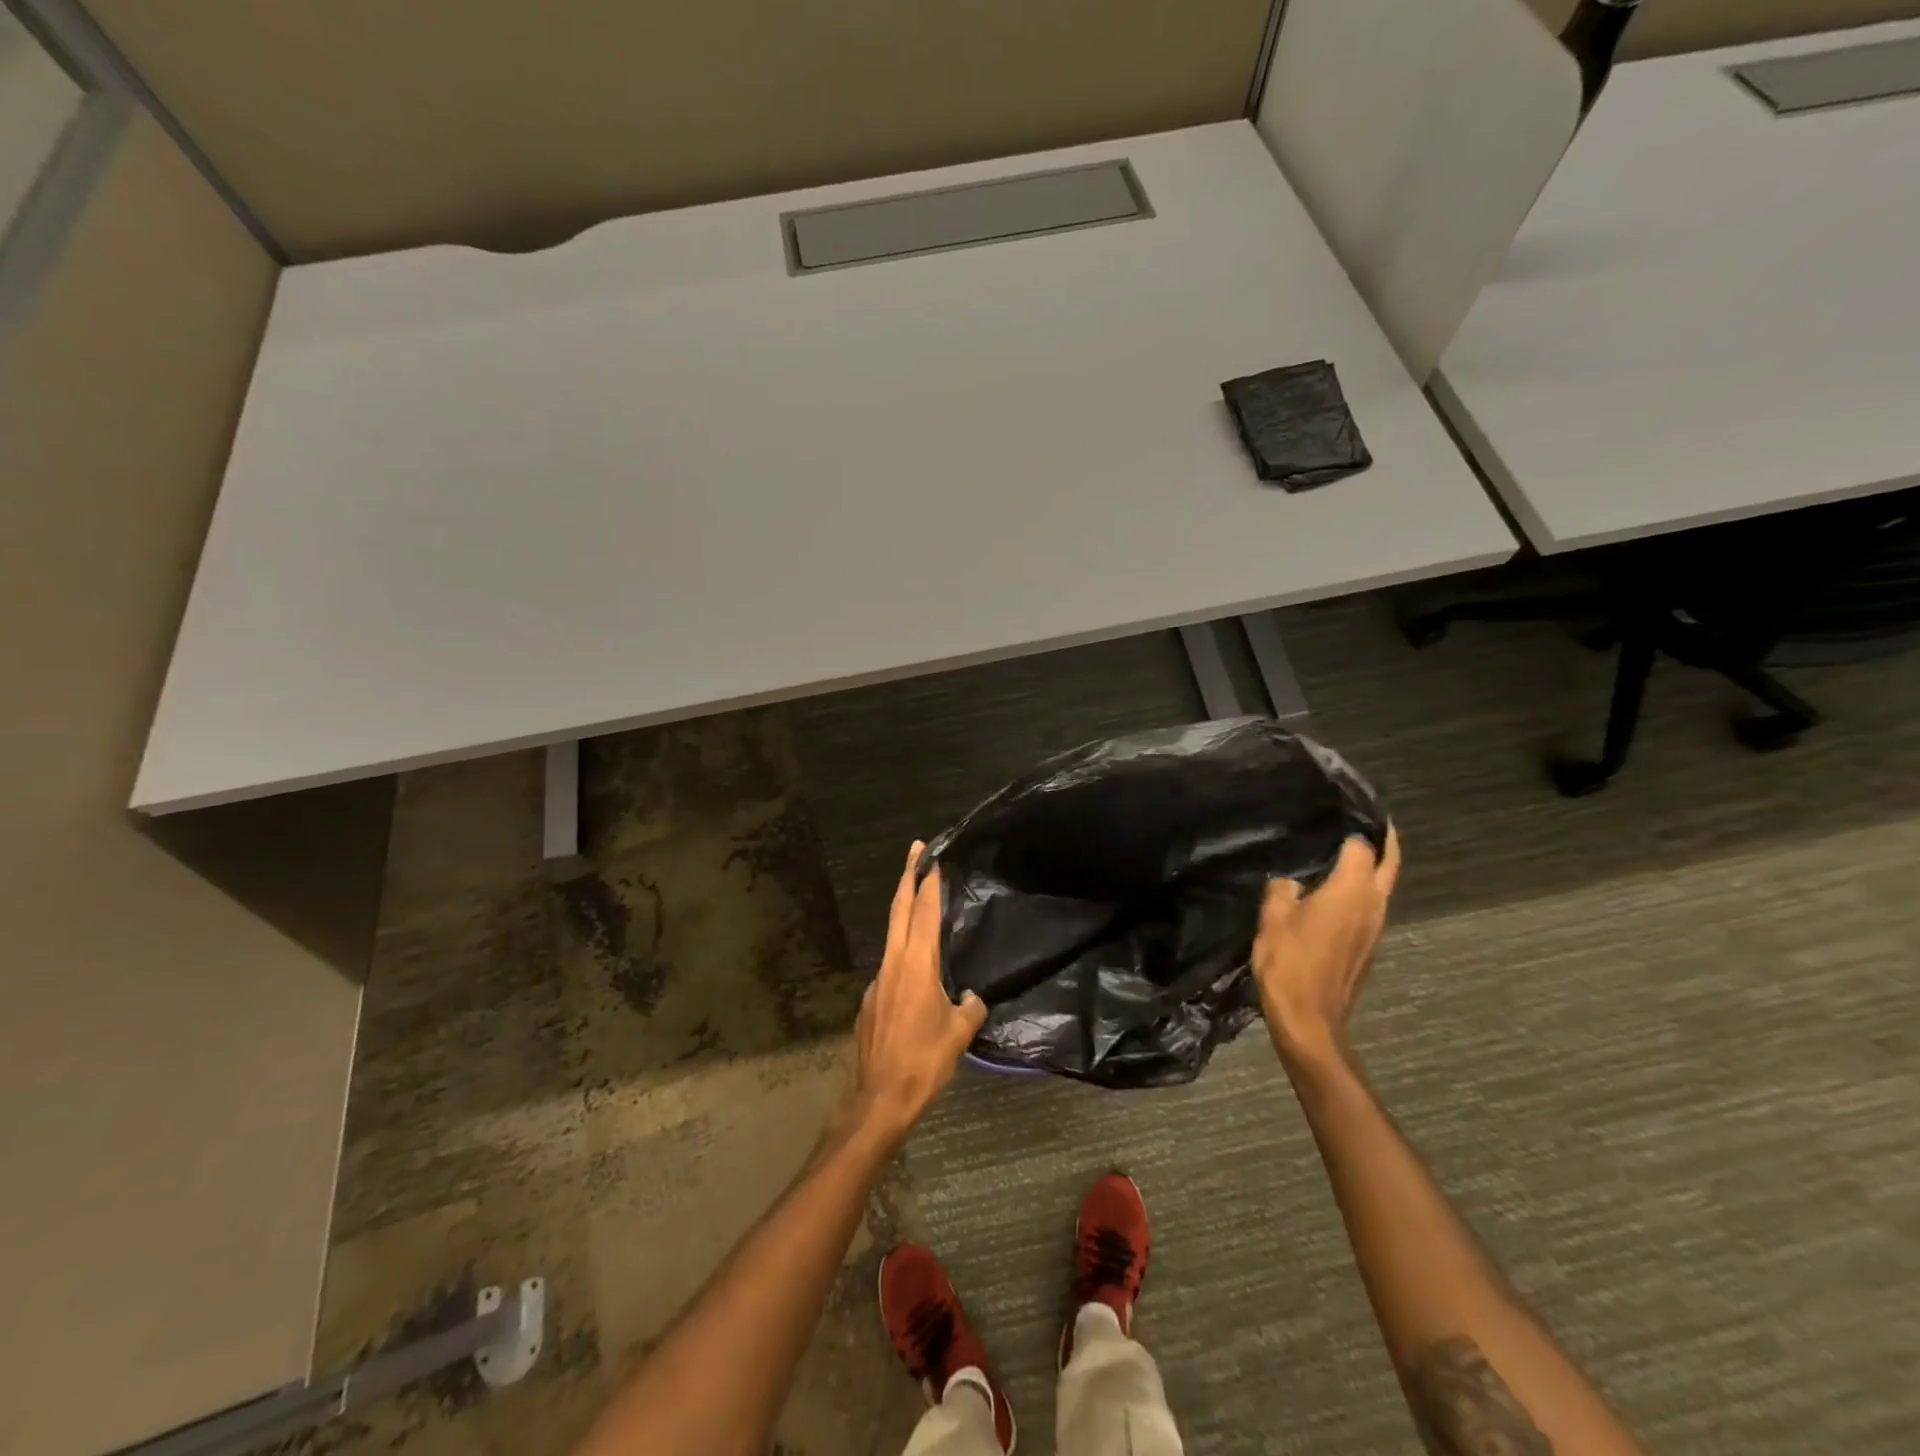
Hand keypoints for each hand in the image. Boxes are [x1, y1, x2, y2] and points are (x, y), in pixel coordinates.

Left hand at [848, 842, 987, 1142]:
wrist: (880, 1098)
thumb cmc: (924, 1061)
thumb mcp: (959, 1034)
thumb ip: (970, 1008)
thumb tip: (972, 997)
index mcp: (917, 965)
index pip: (924, 913)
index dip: (928, 882)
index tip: (931, 856)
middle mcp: (893, 964)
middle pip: (899, 910)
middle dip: (907, 877)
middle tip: (915, 850)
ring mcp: (877, 981)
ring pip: (892, 937)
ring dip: (903, 913)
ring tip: (918, 901)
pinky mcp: (870, 1001)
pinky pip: (890, 968)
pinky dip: (902, 955)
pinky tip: (914, 975)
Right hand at [1252, 826, 1401, 1067]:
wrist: (1309, 1018)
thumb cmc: (1289, 962)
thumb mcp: (1273, 918)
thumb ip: (1282, 890)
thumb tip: (1291, 882)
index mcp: (1351, 890)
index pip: (1361, 846)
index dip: (1351, 827)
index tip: (1340, 809)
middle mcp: (1372, 904)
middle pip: (1389, 863)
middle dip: (1384, 840)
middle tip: (1369, 819)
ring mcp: (1375, 927)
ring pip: (1382, 886)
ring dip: (1373, 866)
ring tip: (1345, 849)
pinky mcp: (1367, 945)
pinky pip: (1370, 906)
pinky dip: (1360, 889)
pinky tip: (1334, 888)